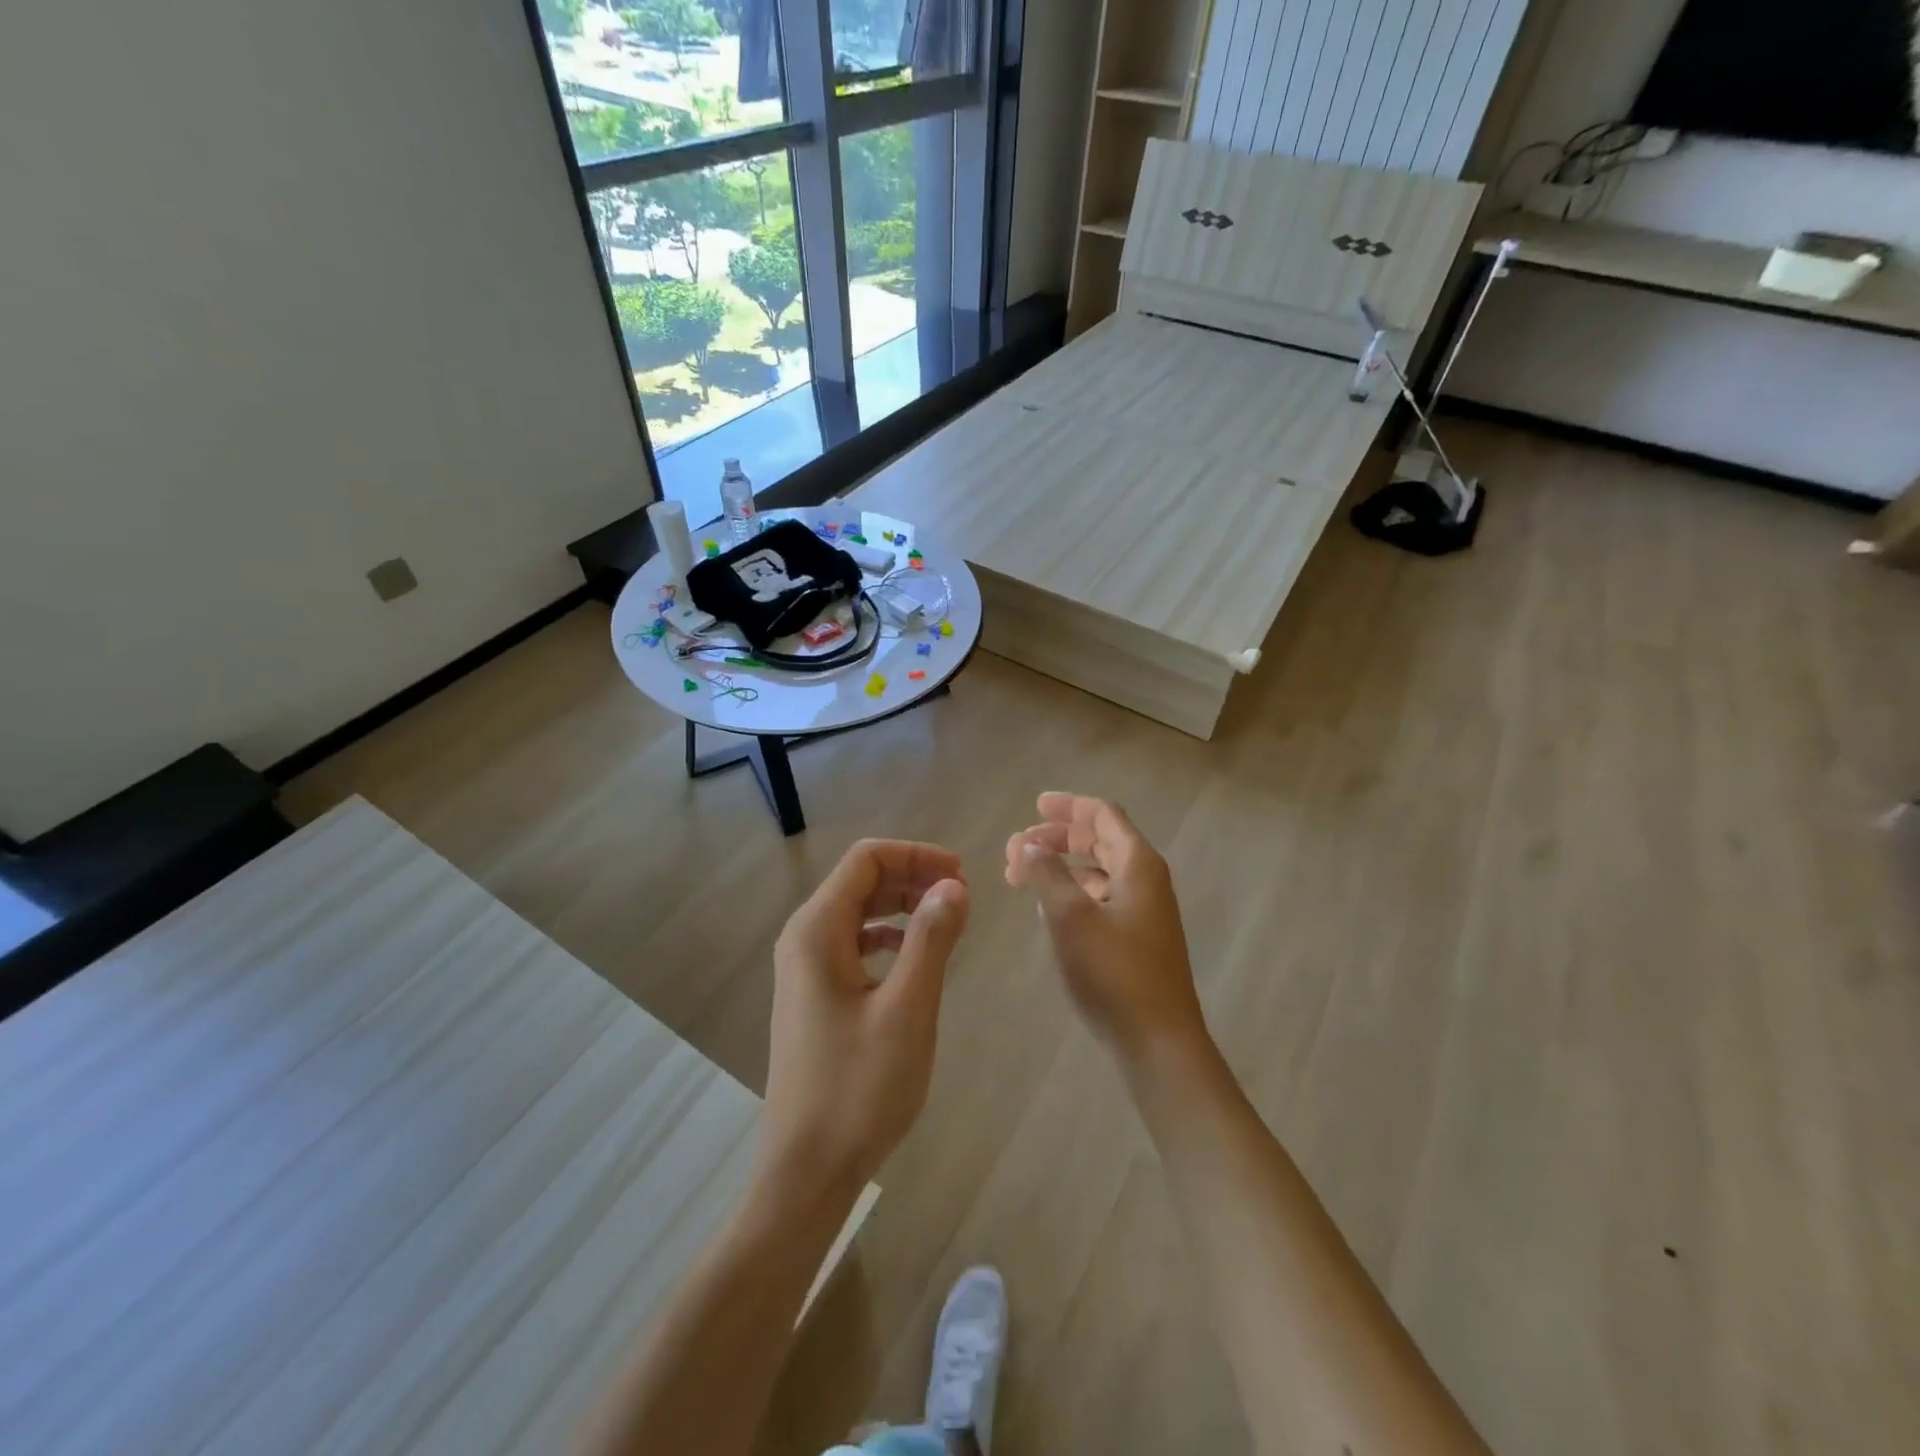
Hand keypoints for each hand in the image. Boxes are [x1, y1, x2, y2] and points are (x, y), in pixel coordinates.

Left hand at [760, 839, 968, 1199]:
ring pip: (857, 912)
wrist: (806, 1171)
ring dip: (901, 905)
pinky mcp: (813, 996)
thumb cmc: (858, 1089)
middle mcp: (803, 939)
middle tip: (961, 895)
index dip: (915, 855)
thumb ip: (931, 940)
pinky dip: (887, 936)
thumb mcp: (907, 1010)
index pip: (866, 860)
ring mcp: (804, 969)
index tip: (961, 874)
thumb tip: (953, 885)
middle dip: (911, 876)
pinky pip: (852, 944)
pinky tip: (913, 956)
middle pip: (860, 882)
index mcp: (817, 931)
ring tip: (946, 919)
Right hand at [1005, 793, 1209, 1065]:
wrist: (1157, 1041)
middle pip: (1101, 839)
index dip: (1069, 806)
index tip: (1035, 805)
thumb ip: (1047, 873)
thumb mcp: (1070, 916)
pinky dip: (1074, 892)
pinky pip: (1102, 898)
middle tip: (1018, 845)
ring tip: (1023, 876)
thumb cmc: (1113, 972)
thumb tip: (1029, 844)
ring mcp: (1144, 911)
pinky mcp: (1137, 939)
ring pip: (1099, 871)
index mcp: (1137, 864)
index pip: (1103, 815)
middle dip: (1059, 837)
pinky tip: (1049, 909)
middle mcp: (1146, 880)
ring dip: (1062, 866)